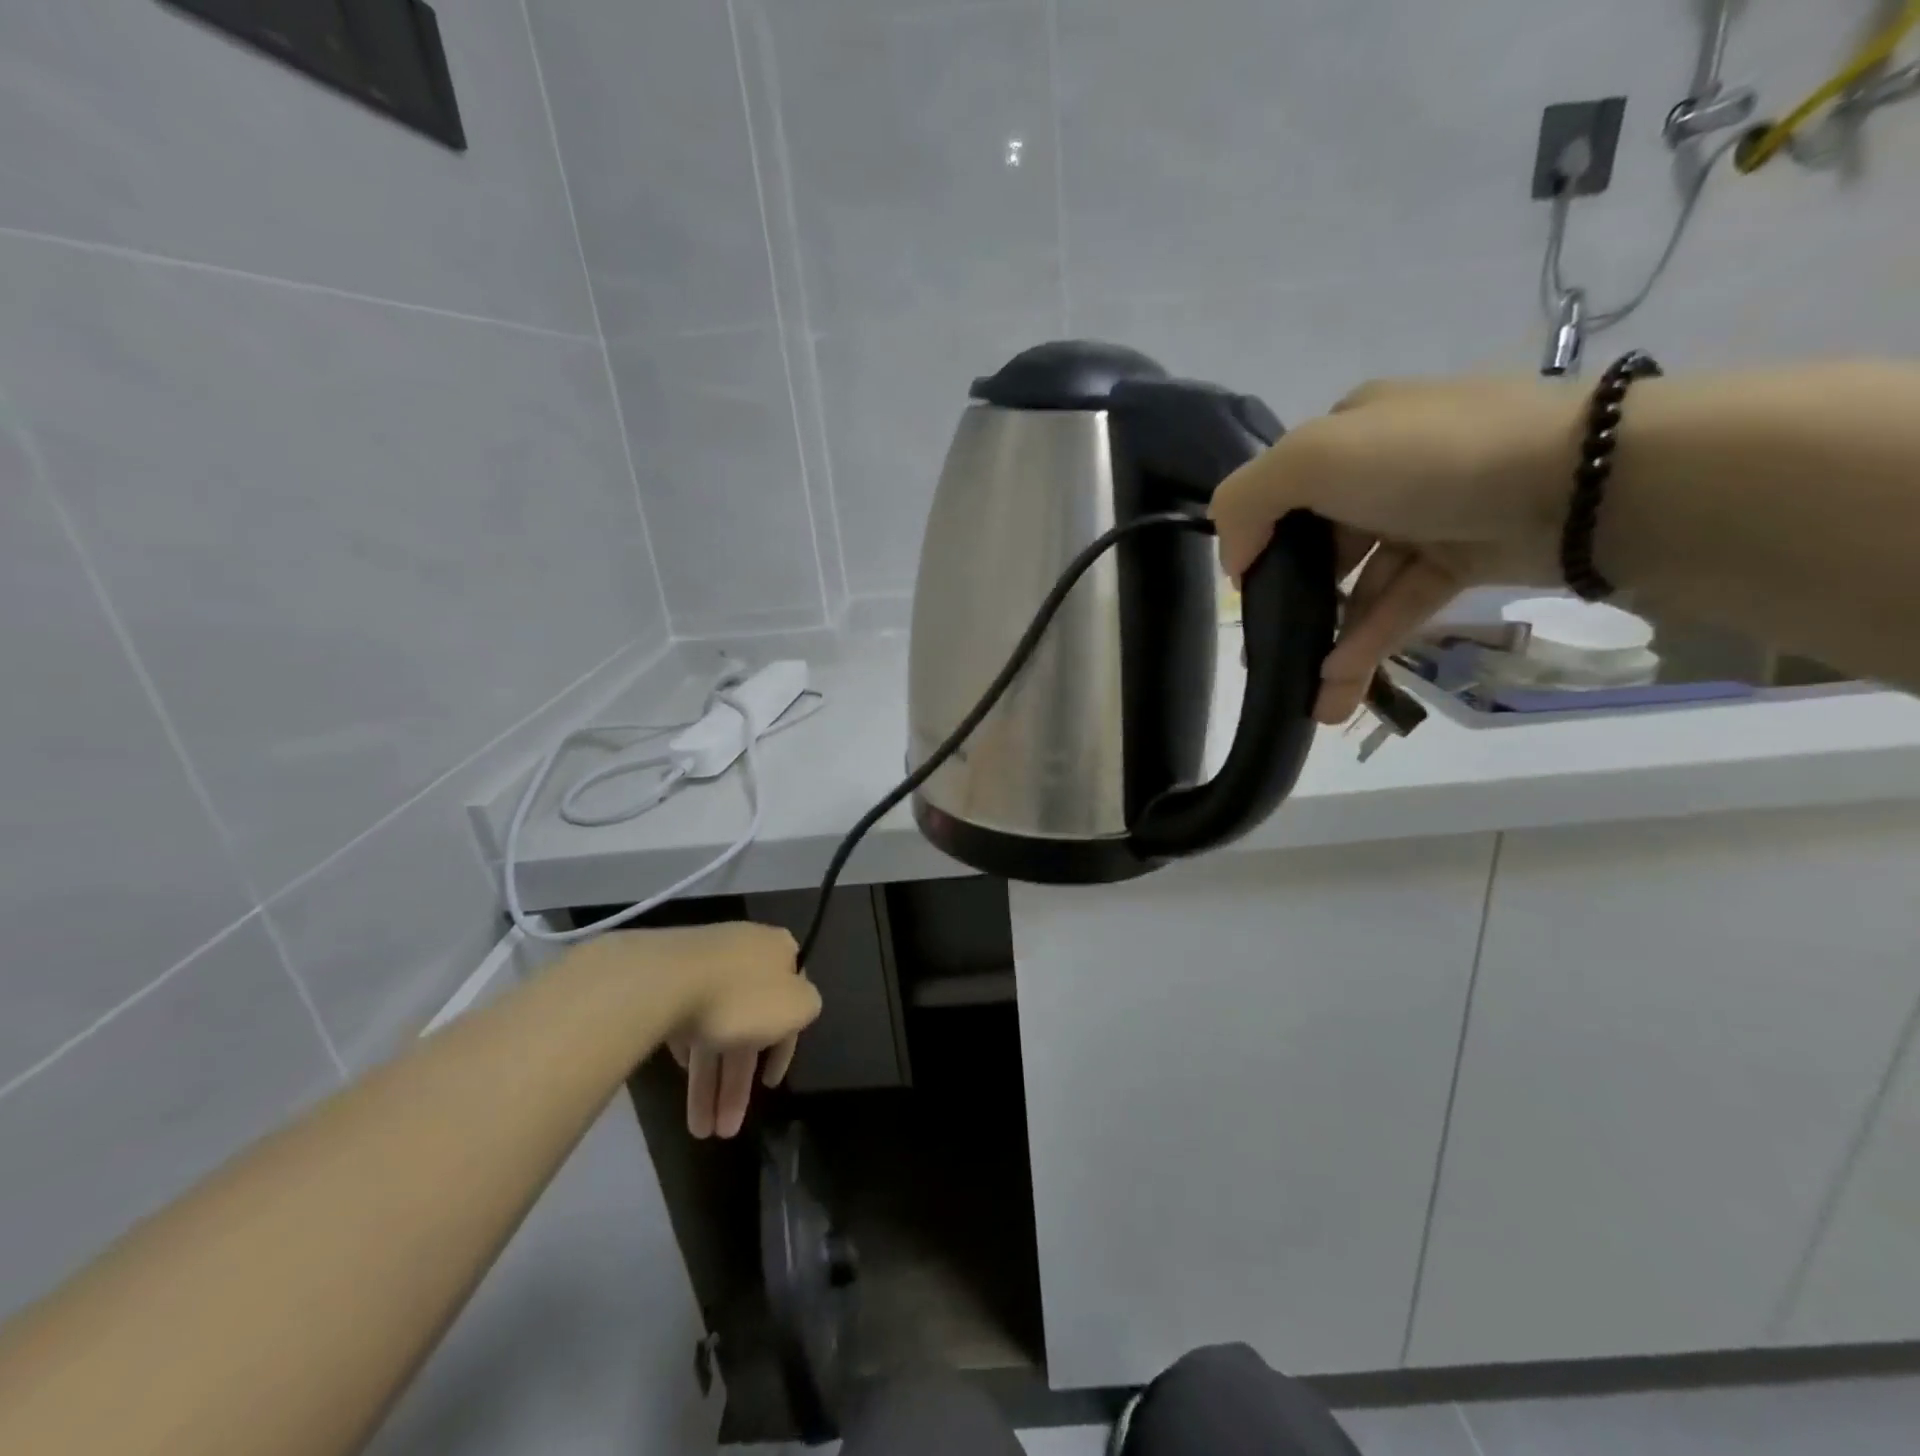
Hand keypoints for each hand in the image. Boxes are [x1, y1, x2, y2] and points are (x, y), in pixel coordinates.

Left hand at [656, 923, 819, 1139]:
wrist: (664, 981)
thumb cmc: (742, 996)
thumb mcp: (797, 1006)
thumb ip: (806, 1009)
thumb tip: (794, 1010)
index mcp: (778, 952)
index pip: (791, 1004)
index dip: (783, 1050)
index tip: (769, 1086)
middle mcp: (744, 953)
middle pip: (748, 1024)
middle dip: (737, 1083)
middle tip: (726, 1129)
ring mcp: (704, 965)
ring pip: (715, 1027)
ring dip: (709, 1083)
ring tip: (700, 1129)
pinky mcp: (669, 979)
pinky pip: (686, 1019)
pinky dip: (689, 1051)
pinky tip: (681, 1077)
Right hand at [1212, 376, 1584, 723]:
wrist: (1585, 482)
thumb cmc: (1430, 461)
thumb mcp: (1313, 458)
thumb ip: (1248, 500)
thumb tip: (1235, 559)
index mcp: (1350, 432)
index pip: (1283, 490)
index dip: (1257, 541)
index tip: (1245, 595)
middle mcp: (1385, 468)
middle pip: (1318, 543)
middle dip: (1291, 604)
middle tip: (1270, 655)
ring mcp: (1428, 514)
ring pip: (1360, 584)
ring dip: (1332, 641)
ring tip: (1312, 700)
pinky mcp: (1465, 556)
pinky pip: (1402, 602)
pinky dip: (1372, 639)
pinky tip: (1341, 682)